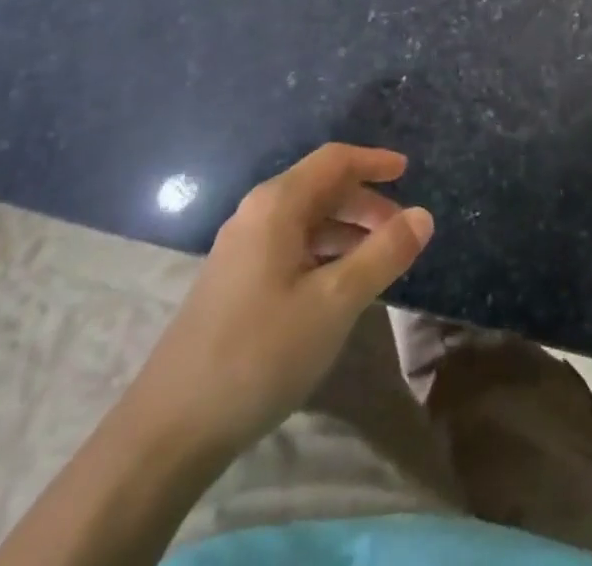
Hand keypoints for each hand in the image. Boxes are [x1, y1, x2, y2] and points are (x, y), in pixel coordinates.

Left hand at [125, 143, 433, 458]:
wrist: (168, 430)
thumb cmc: (260, 352)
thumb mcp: (335, 302)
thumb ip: (383, 254)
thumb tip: (423, 215)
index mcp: (277, 205)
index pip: (334, 161)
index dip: (373, 161)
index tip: (408, 170)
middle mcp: (256, 214)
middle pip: (320, 188)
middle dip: (364, 201)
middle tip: (401, 229)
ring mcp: (240, 249)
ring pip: (306, 220)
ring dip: (346, 230)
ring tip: (379, 260)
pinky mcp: (234, 282)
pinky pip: (290, 247)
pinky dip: (324, 252)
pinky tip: (338, 287)